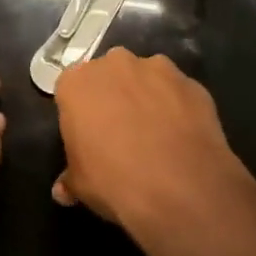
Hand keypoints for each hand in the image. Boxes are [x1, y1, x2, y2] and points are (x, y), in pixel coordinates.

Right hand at [53, 48, 254, 234]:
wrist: (182, 191)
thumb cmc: (115, 182)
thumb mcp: (81, 186)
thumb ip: (70, 178)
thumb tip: (63, 190)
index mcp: (77, 82)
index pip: (71, 90)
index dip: (80, 113)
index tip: (88, 136)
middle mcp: (115, 64)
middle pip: (109, 75)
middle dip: (113, 96)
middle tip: (120, 132)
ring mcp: (158, 69)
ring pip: (147, 78)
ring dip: (147, 97)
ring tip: (157, 135)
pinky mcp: (192, 84)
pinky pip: (178, 93)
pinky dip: (178, 108)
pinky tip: (183, 138)